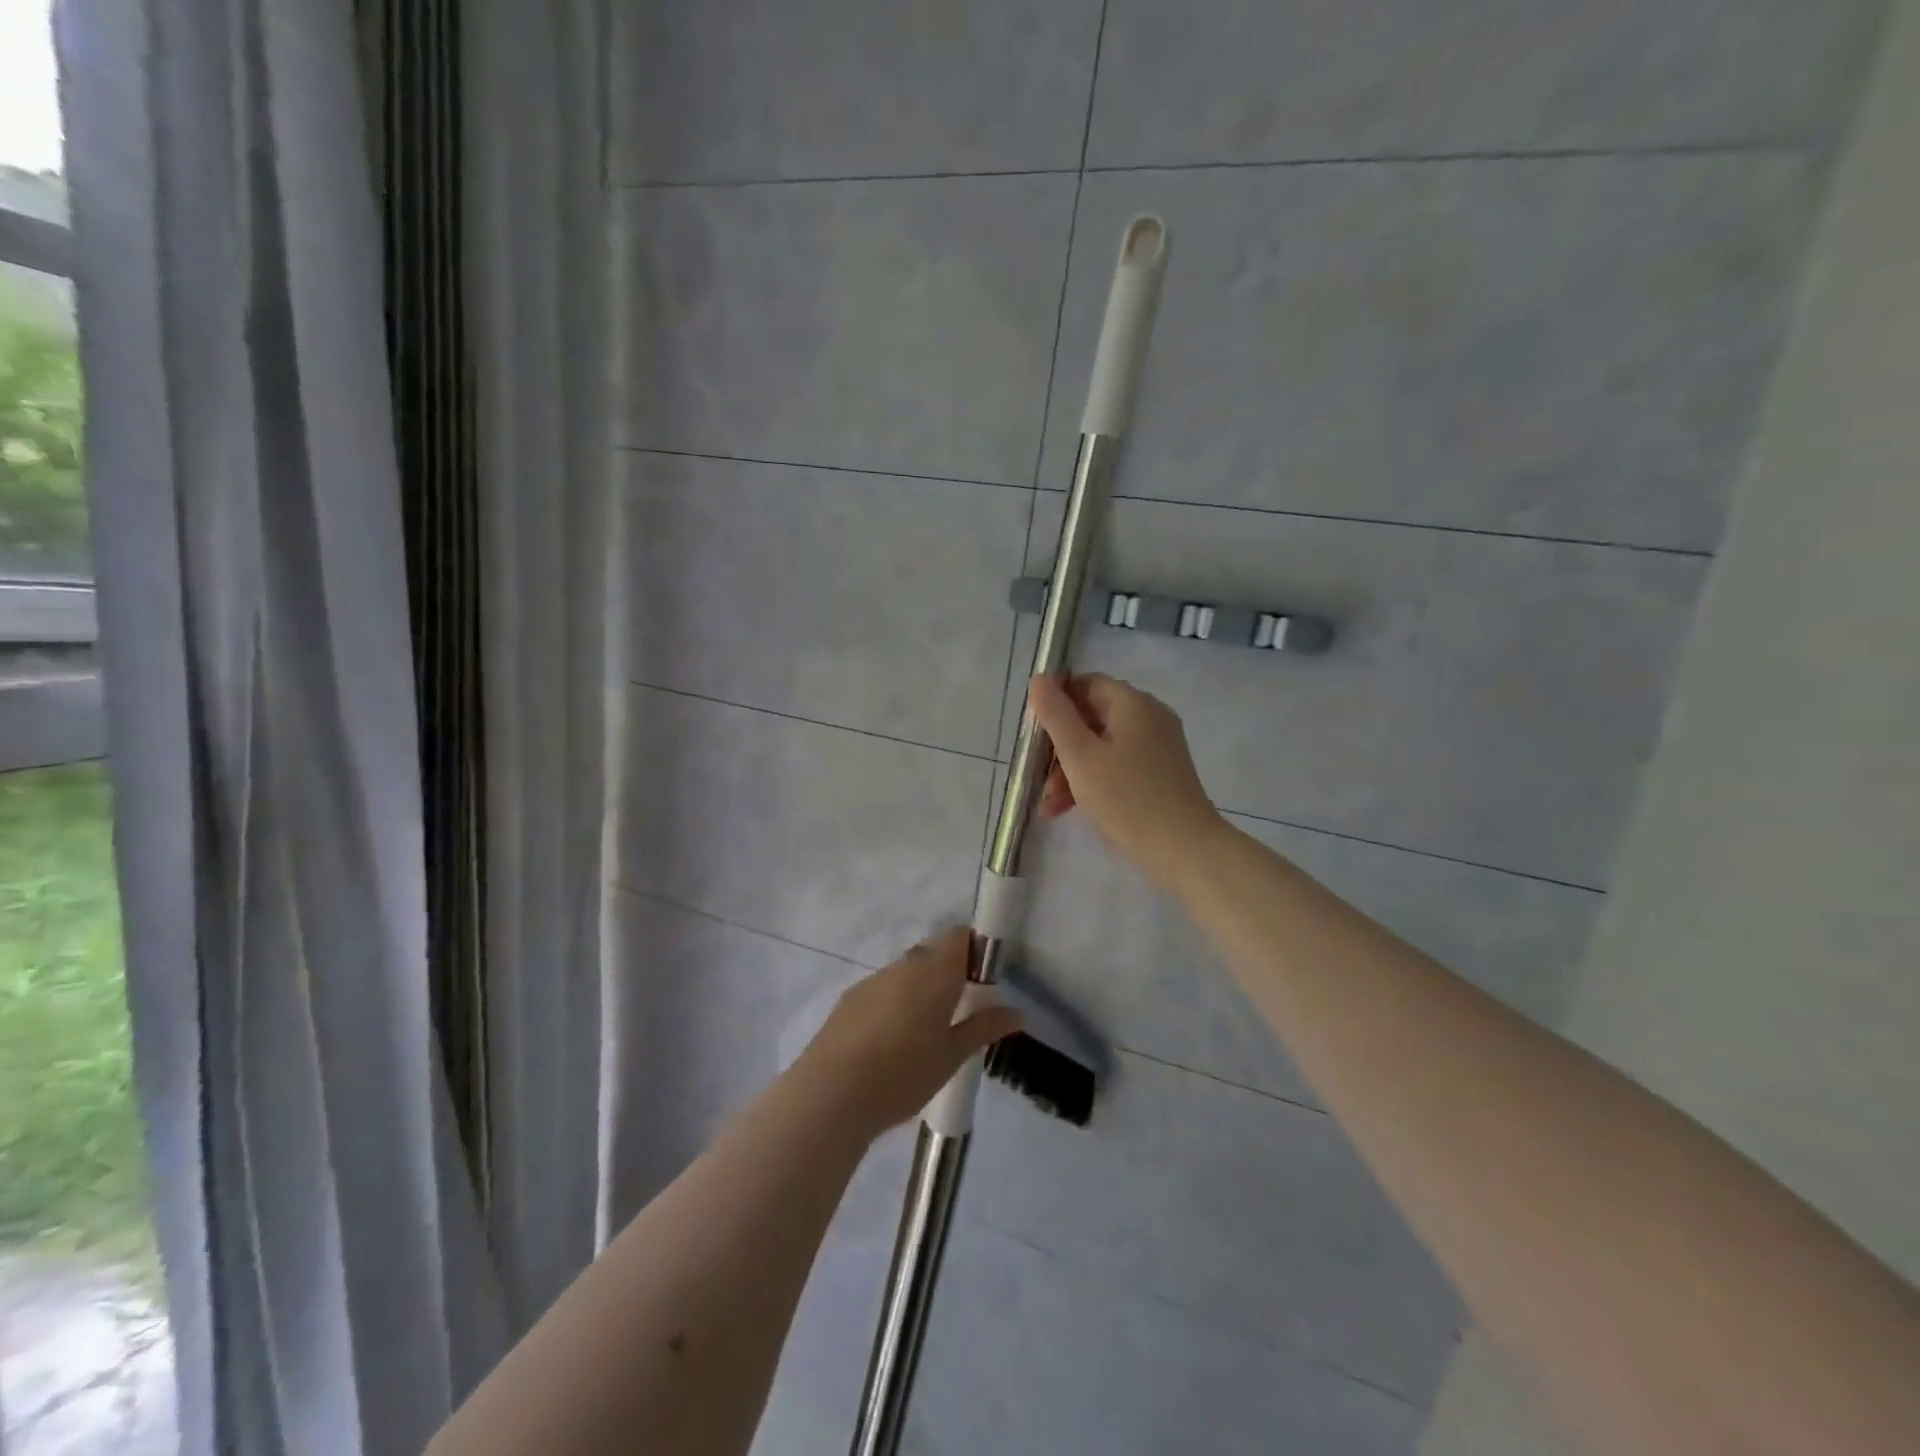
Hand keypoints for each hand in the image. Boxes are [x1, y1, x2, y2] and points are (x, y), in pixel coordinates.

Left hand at [799, 927, 1021, 1136]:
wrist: (830, 1095)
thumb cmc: (903, 1074)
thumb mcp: (951, 1056)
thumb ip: (983, 1028)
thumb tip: (1016, 1012)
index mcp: (934, 971)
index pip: (960, 936)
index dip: (975, 950)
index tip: (983, 983)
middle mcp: (903, 965)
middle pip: (933, 952)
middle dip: (950, 973)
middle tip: (960, 1012)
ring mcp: (873, 980)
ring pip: (907, 971)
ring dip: (921, 989)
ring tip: (926, 1033)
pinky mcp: (850, 999)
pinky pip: (884, 988)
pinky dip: (896, 1003)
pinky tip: (892, 1042)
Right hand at [1028, 673, 1225, 890]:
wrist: (1184, 849)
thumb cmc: (1126, 798)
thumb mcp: (1080, 756)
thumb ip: (1056, 715)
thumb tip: (1040, 678)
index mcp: (1133, 704)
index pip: (1086, 685)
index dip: (1056, 704)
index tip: (1034, 734)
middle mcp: (1150, 717)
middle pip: (1093, 717)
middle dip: (1060, 746)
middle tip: (1038, 776)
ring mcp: (1158, 746)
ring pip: (1102, 746)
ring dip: (1072, 769)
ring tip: (1050, 803)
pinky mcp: (1161, 773)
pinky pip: (1119, 765)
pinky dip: (1094, 780)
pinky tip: (1068, 809)